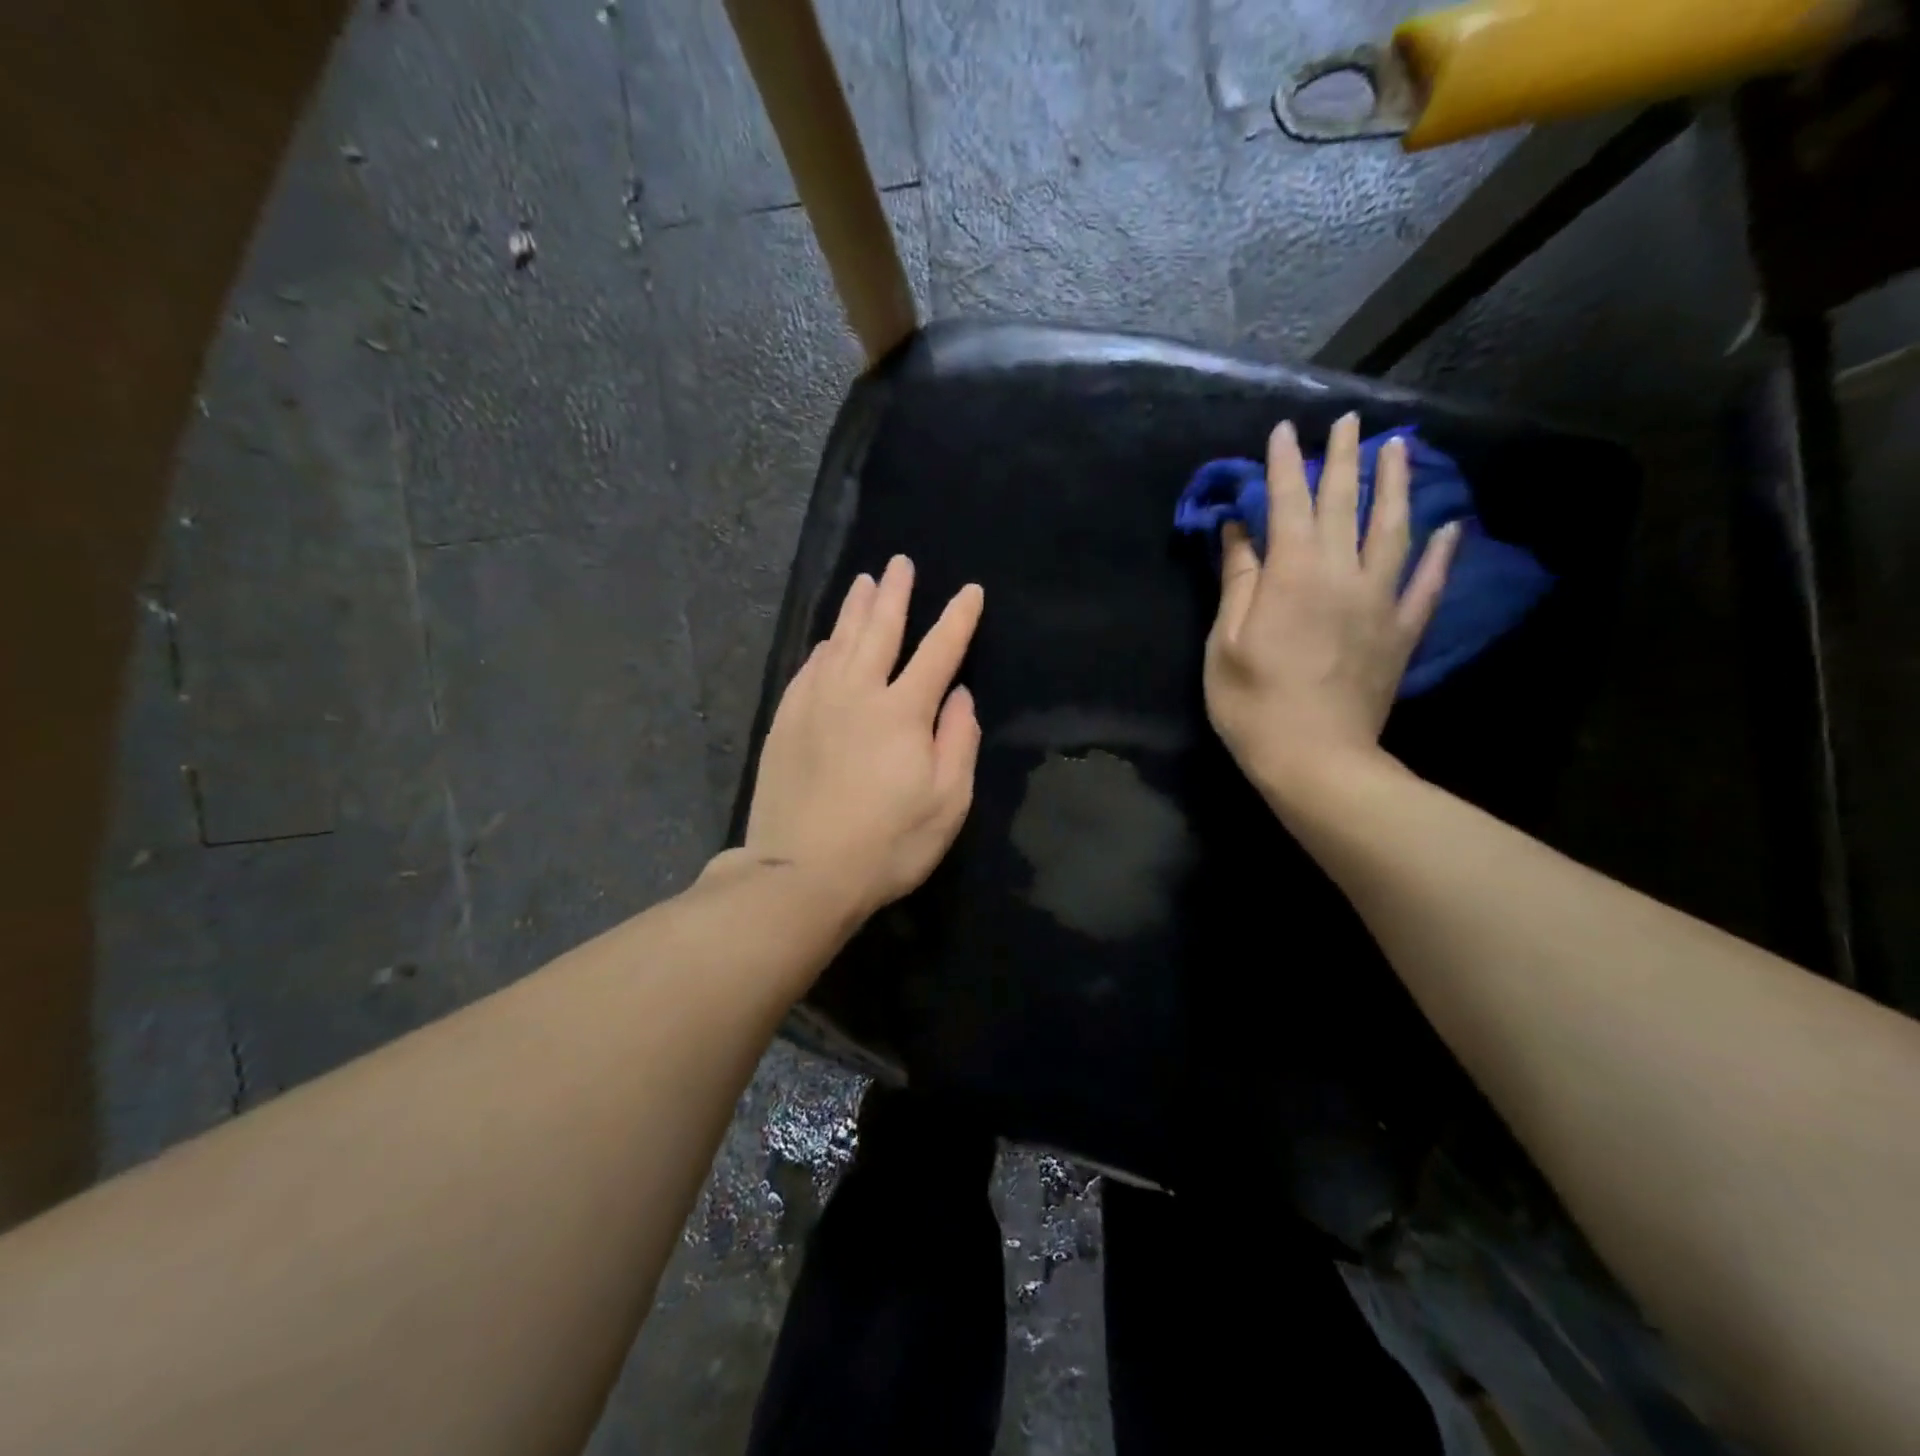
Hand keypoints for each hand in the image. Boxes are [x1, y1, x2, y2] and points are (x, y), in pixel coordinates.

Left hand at [741, 555, 983, 920]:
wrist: (801, 873)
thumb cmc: (887, 844)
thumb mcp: (946, 803)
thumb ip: (958, 742)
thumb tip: (960, 696)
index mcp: (903, 711)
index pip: (938, 652)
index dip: (958, 619)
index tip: (970, 591)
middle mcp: (857, 694)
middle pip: (880, 631)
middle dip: (895, 595)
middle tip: (900, 563)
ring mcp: (815, 705)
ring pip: (839, 642)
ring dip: (855, 610)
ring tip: (865, 582)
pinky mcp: (786, 723)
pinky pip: (807, 670)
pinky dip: (822, 649)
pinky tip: (826, 642)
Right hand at [1204, 413, 1458, 801]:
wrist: (1316, 759)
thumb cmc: (1253, 704)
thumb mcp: (1227, 642)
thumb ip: (1238, 581)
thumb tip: (1238, 529)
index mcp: (1292, 574)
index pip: (1287, 504)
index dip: (1282, 465)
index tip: (1284, 430)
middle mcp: (1342, 573)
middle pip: (1344, 503)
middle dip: (1342, 458)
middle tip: (1347, 420)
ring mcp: (1380, 600)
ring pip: (1393, 529)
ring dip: (1396, 485)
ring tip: (1399, 449)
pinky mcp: (1402, 631)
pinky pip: (1427, 582)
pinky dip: (1440, 552)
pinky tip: (1450, 527)